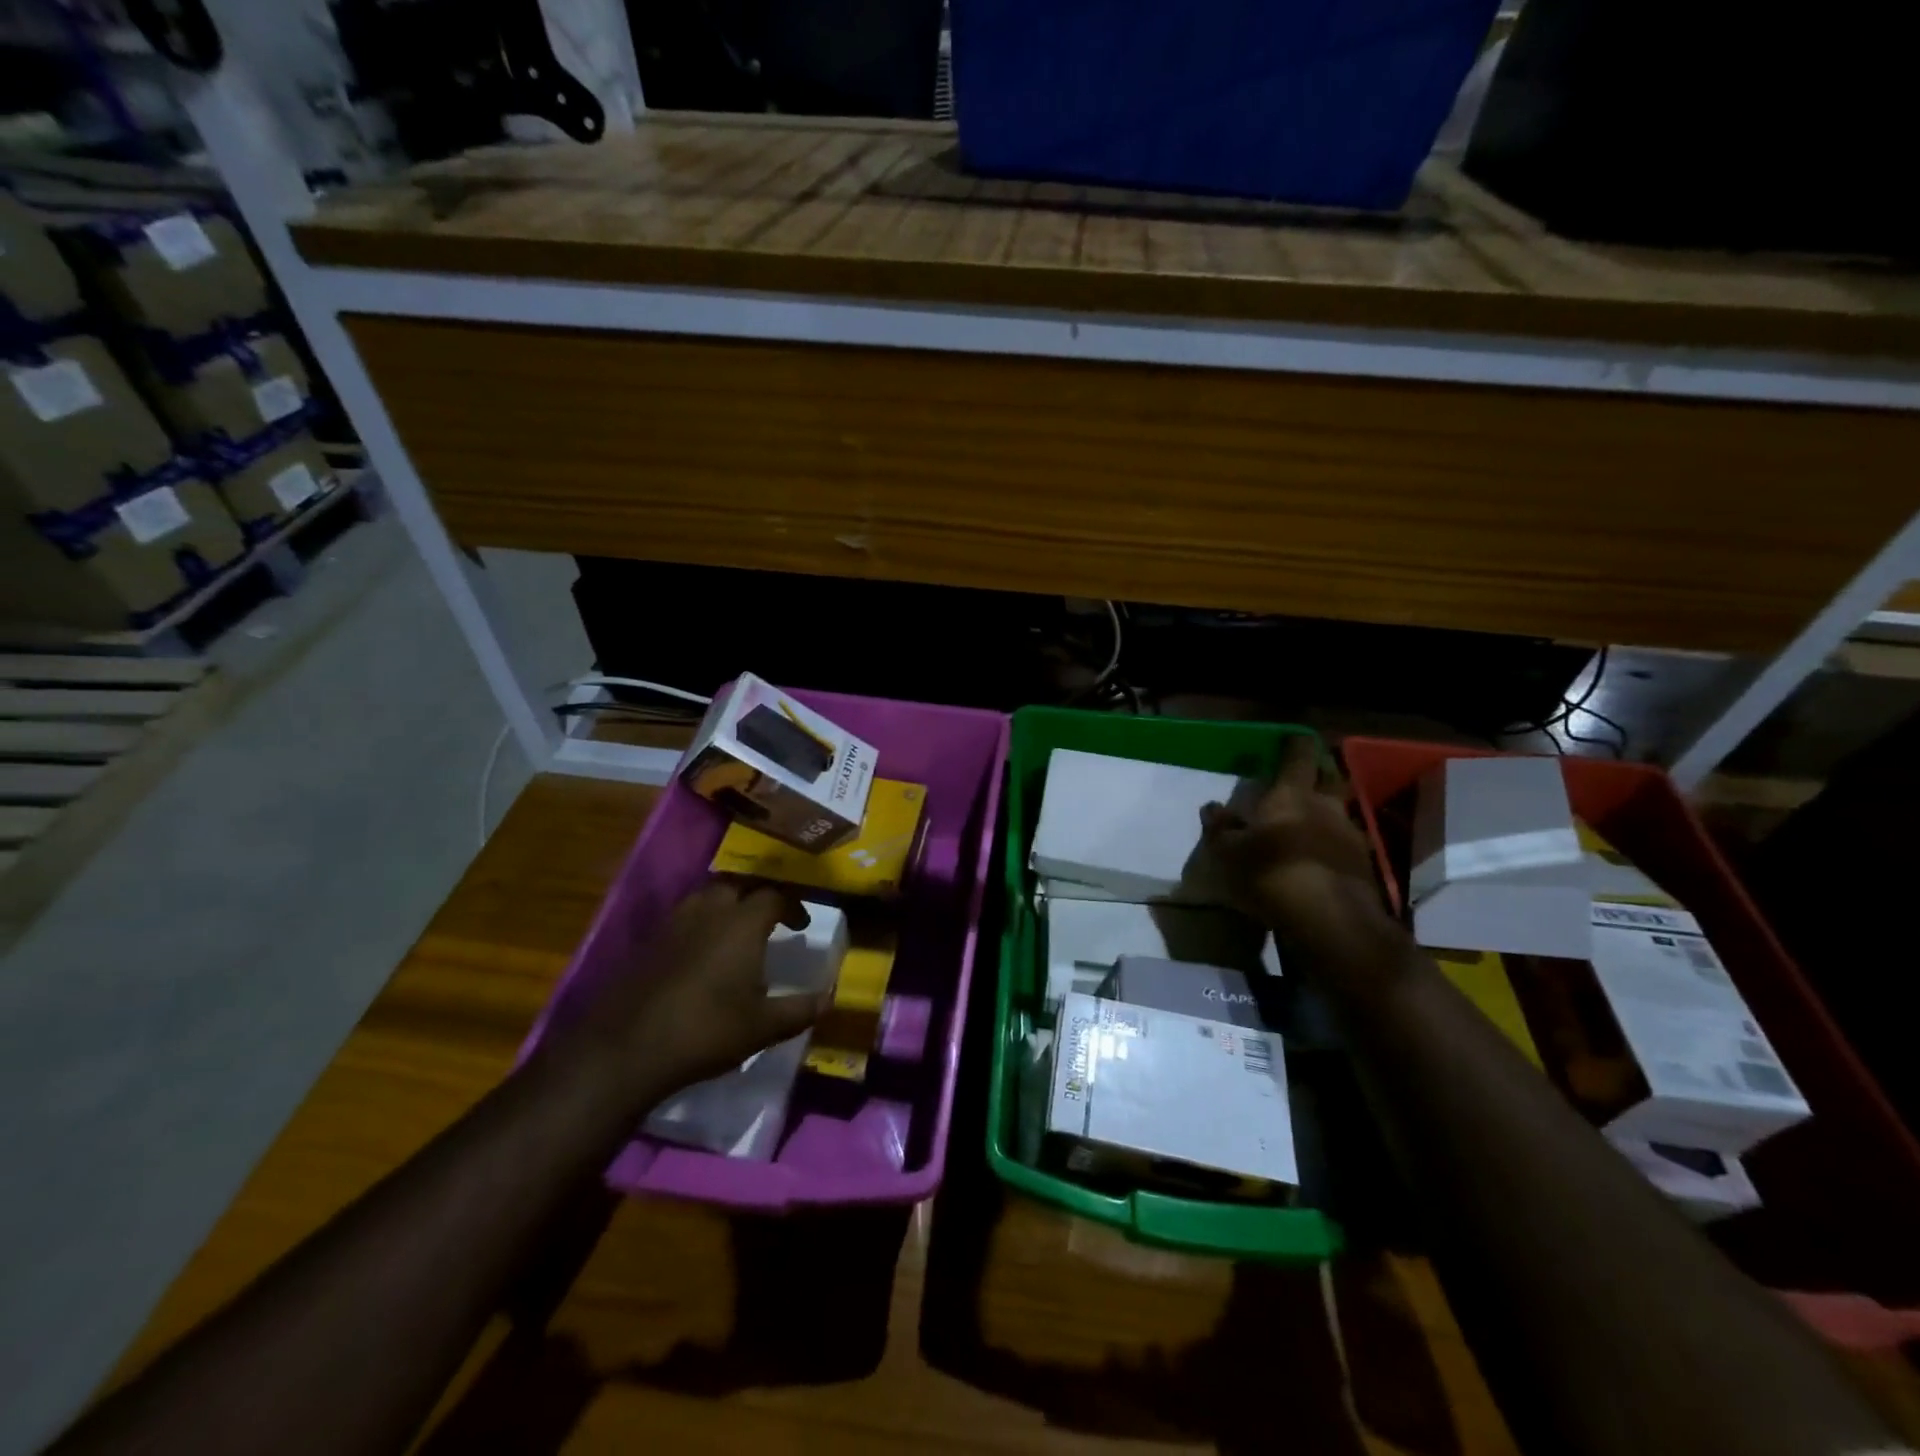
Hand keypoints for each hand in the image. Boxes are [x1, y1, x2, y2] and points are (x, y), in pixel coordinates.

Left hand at [569, 880, 831, 1102]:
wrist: (628, 1049)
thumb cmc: (707, 1030)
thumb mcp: (764, 1027)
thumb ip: (801, 1009)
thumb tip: (830, 998)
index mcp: (742, 923)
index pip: (774, 896)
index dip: (793, 906)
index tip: (801, 926)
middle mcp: (709, 911)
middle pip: (737, 886)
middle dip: (757, 897)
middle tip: (769, 919)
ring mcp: (674, 924)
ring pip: (706, 897)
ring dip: (726, 905)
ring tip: (736, 930)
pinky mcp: (649, 942)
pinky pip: (683, 918)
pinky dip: (700, 924)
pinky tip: (702, 953)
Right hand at [1200, 736, 1394, 962]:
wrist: (1332, 923)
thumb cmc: (1271, 874)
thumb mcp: (1228, 853)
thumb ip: (1220, 828)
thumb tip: (1212, 806)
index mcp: (1292, 794)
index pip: (1299, 755)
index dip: (1295, 744)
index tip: (1290, 738)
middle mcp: (1326, 807)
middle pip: (1329, 778)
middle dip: (1319, 773)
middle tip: (1303, 778)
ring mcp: (1351, 837)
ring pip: (1338, 813)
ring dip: (1325, 813)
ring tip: (1306, 825)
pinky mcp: (1363, 867)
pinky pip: (1344, 845)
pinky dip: (1331, 846)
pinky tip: (1317, 859)